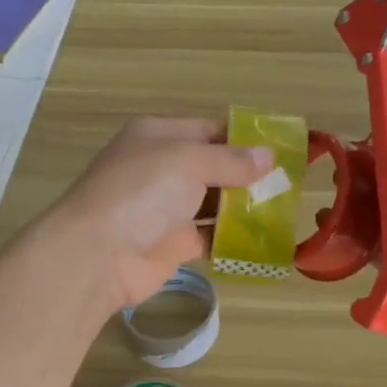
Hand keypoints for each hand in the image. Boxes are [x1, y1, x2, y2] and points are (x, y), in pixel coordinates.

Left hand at [47, 118, 272, 311]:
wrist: (97, 255)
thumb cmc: (141, 193)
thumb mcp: (187, 162)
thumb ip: (230, 160)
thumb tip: (268, 156)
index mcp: (158, 137)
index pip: (209, 131)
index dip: (243, 140)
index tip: (281, 150)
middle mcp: (161, 169)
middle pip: (213, 168)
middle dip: (248, 176)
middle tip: (290, 184)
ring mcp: (166, 209)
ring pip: (213, 204)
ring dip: (244, 208)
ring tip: (285, 210)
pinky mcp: (172, 244)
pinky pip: (210, 238)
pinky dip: (233, 239)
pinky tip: (264, 241)